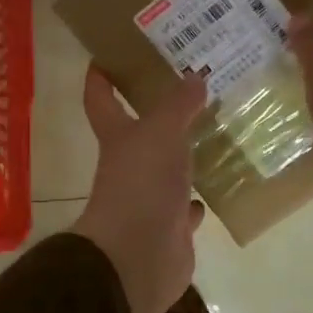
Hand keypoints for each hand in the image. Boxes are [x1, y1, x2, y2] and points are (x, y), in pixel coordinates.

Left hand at [70, 67, 209, 312]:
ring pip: (166, 170)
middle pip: (138, 134)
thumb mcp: (162, 132)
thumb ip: (178, 104)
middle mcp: (128, 166)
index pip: (100, 99)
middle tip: (189, 88)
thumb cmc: (142, 183)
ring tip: (211, 133)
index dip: (100, 77)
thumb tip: (194, 76)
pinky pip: (183, 208)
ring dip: (182, 156)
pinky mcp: (170, 228)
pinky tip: (212, 189)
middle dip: (157, 114)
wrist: (139, 256)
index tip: (105, 55)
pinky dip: (194, 200)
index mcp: (117, 137)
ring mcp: (148, 199)